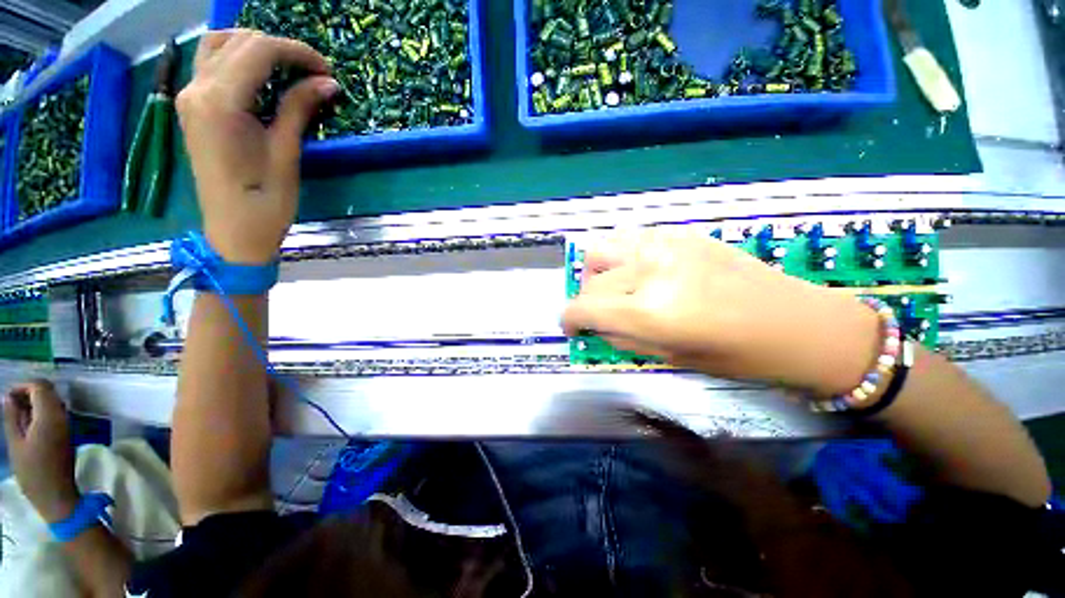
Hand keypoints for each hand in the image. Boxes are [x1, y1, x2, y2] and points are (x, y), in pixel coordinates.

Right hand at [2, 380, 79, 522]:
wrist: (57, 495)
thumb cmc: (33, 472)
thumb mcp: (15, 444)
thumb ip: (12, 417)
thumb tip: (8, 397)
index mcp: (50, 416)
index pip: (41, 386)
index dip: (23, 386)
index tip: (8, 397)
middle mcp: (63, 416)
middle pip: (48, 392)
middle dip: (28, 394)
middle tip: (10, 407)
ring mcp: (67, 424)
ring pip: (51, 402)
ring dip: (34, 403)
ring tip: (15, 417)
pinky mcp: (67, 433)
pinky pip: (54, 414)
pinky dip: (40, 413)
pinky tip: (27, 425)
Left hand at [177, 30, 337, 263]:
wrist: (234, 231)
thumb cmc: (265, 201)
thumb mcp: (286, 153)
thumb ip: (299, 109)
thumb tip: (327, 82)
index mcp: (220, 102)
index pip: (259, 50)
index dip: (297, 52)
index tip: (326, 69)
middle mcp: (197, 90)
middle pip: (238, 41)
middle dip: (280, 48)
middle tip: (313, 72)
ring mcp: (189, 98)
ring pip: (218, 45)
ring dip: (255, 47)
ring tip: (287, 68)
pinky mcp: (192, 108)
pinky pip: (211, 64)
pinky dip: (238, 59)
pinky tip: (261, 76)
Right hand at [561, 229, 881, 395]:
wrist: (795, 322)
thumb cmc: (736, 356)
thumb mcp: (667, 357)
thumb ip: (621, 337)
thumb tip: (594, 325)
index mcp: (650, 311)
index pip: (584, 307)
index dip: (569, 320)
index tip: (572, 328)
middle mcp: (651, 270)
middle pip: (592, 279)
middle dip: (586, 301)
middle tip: (600, 315)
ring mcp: (666, 245)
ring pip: (604, 248)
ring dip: (598, 272)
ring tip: (614, 287)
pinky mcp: (681, 234)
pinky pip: (631, 240)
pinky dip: (621, 257)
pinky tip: (639, 272)